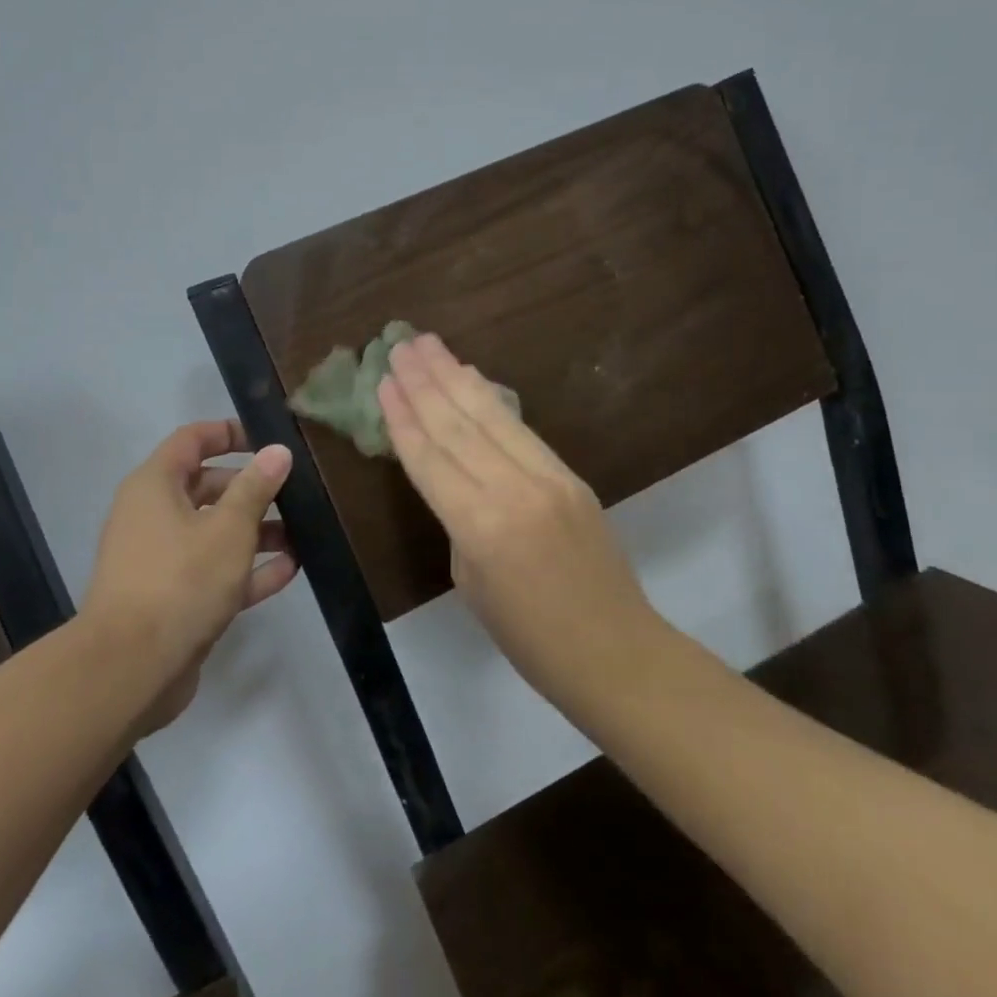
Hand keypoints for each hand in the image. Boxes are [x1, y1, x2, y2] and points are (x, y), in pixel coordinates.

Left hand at [81, 421, 295, 733]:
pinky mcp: (172, 598)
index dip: (229, 433)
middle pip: (207, 487)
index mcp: (155, 486)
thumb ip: (256, 487)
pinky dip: (247, 568)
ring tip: (303, 534)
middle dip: (251, 488)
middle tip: (295, 492)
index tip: (267, 438)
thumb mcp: (228, 528)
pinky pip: (214, 571)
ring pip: (213, 532)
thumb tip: (278, 451)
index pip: (192, 440)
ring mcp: (161, 559)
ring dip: (256, 531)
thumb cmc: (180, 580)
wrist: (130, 669)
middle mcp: (153, 515)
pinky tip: (289, 570)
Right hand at [378, 335, 654, 697]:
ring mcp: (547, 477)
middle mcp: (512, 489)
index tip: (383, 381)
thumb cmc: (528, 637)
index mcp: (479, 526)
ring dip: (454, 375)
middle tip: (398, 345)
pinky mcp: (570, 475)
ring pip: (490, 415)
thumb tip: (455, 477)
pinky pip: (520, 428)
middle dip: (423, 382)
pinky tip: (472, 377)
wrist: (614, 651)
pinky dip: (491, 398)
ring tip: (428, 344)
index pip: (430, 458)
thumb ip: (458, 521)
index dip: (402, 417)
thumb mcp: (470, 583)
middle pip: (456, 424)